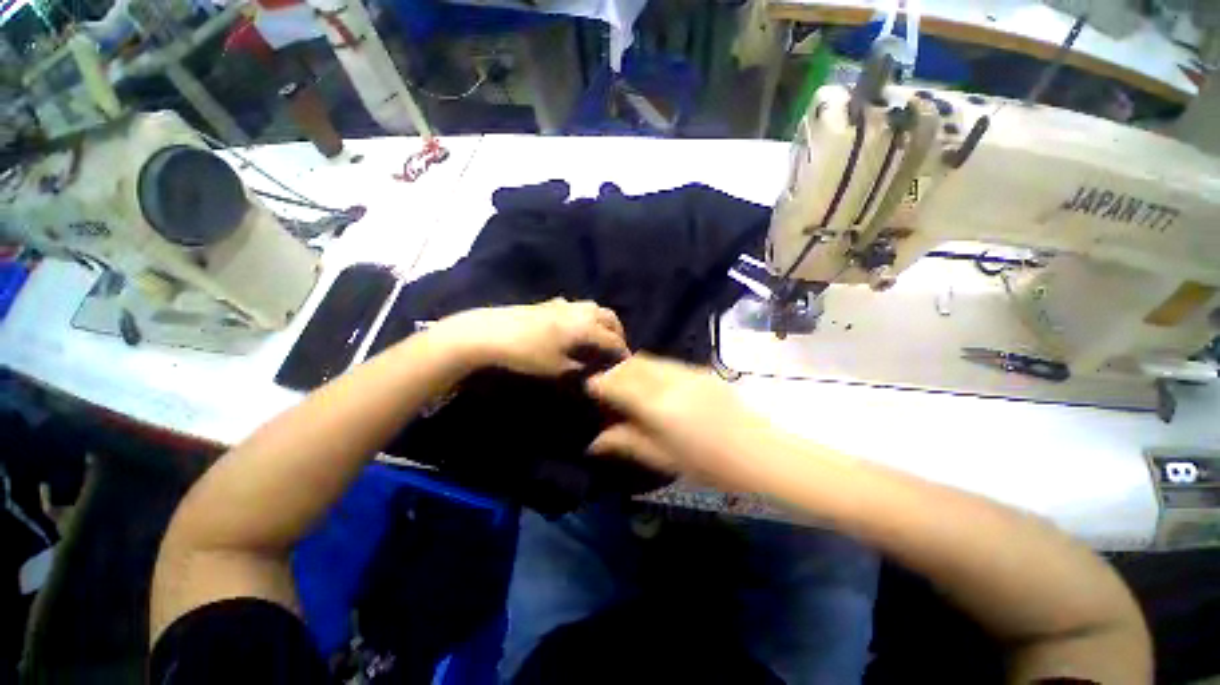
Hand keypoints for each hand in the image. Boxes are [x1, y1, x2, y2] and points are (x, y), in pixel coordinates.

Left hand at [436, 298, 628, 376]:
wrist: (489, 334)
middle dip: (617, 332)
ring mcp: (564, 304)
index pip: (614, 340)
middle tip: (616, 348)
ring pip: (594, 308)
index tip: (626, 364)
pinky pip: (577, 307)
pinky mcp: (549, 303)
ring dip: (602, 322)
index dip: (622, 353)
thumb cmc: (528, 356)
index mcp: (586, 328)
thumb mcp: (559, 370)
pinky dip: (585, 316)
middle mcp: (581, 311)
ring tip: (599, 337)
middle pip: (609, 317)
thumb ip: (582, 368)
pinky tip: (575, 327)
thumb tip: (596, 370)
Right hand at [585, 355, 781, 491]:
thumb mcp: (663, 458)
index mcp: (656, 405)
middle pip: (631, 364)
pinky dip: (651, 369)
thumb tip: (595, 441)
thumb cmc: (709, 464)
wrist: (760, 451)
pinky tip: (656, 387)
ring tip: (630, 388)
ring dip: (632, 368)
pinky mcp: (700, 370)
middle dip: (614, 373)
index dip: (598, 384)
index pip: (616, 383)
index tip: (590, 392)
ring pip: (648, 359)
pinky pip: (666, 362)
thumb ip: (626, 443)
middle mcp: (668, 380)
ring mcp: (687, 371)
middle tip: (609, 391)